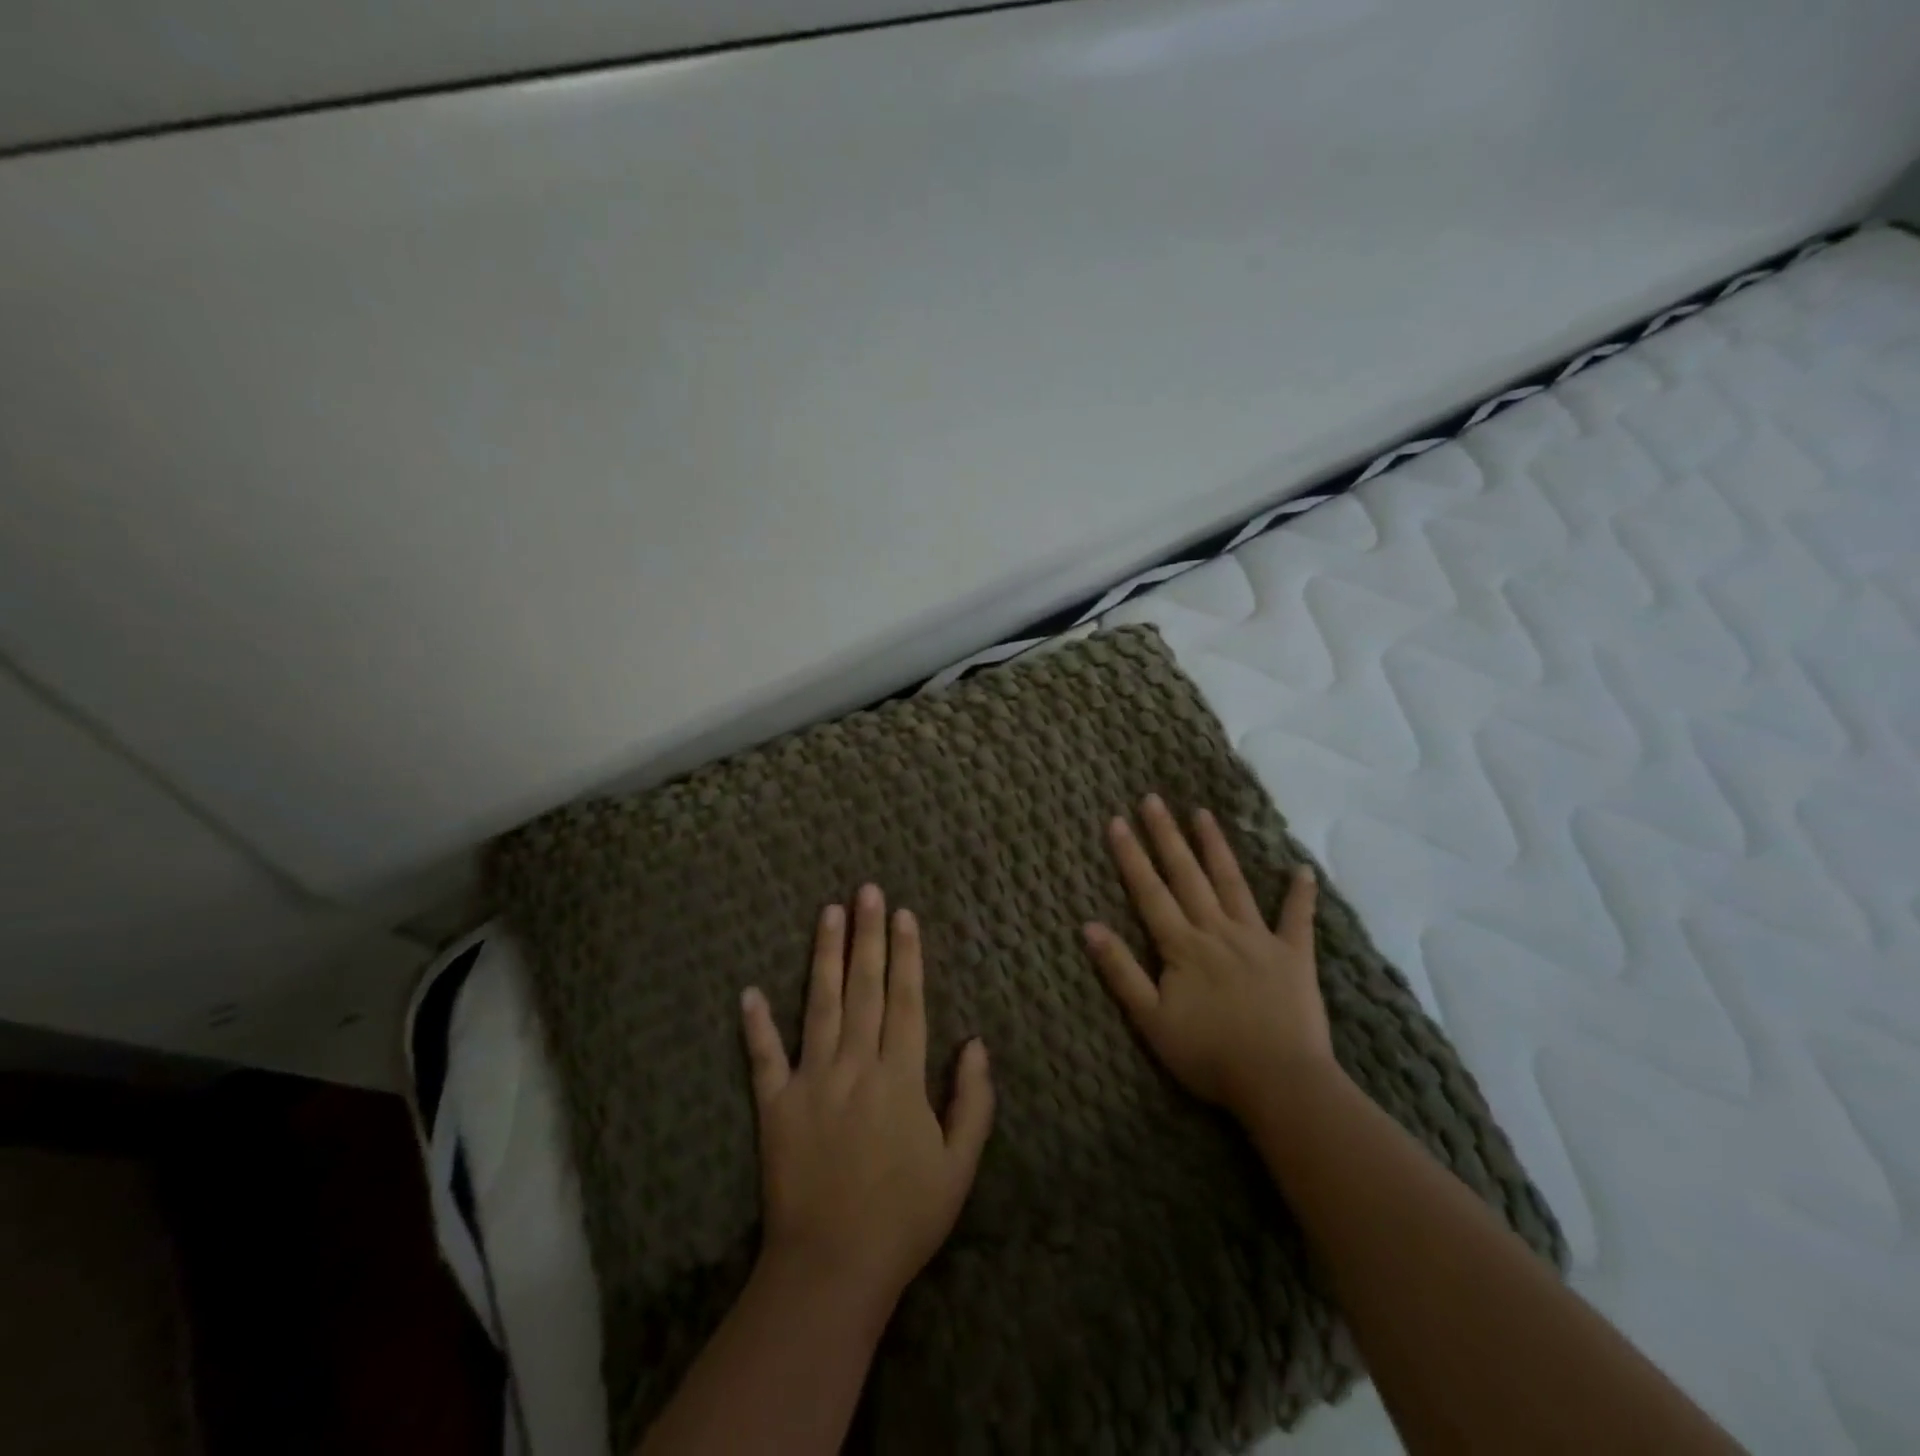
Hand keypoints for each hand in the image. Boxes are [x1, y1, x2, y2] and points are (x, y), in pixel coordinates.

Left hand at [740, 884, 994, 1312]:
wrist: (833, 1269)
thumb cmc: (905, 1217)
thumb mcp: (960, 1166)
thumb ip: (972, 1100)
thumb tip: (975, 1040)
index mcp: (900, 1077)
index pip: (907, 1000)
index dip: (907, 954)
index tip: (904, 914)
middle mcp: (855, 1066)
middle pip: (865, 989)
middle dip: (868, 936)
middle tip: (867, 890)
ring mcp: (811, 1082)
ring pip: (820, 1006)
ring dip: (824, 957)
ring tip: (828, 913)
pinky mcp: (775, 1107)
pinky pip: (764, 1059)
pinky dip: (756, 1025)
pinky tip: (749, 991)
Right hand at [1083, 794, 1332, 1121]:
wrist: (1279, 1082)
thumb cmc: (1209, 1055)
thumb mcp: (1151, 1020)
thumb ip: (1121, 971)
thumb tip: (1089, 927)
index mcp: (1182, 946)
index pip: (1149, 892)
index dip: (1131, 856)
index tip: (1116, 821)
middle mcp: (1217, 930)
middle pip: (1187, 875)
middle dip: (1167, 836)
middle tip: (1154, 799)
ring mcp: (1258, 938)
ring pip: (1232, 883)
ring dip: (1216, 847)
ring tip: (1203, 813)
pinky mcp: (1294, 956)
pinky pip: (1297, 919)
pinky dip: (1300, 894)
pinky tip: (1302, 869)